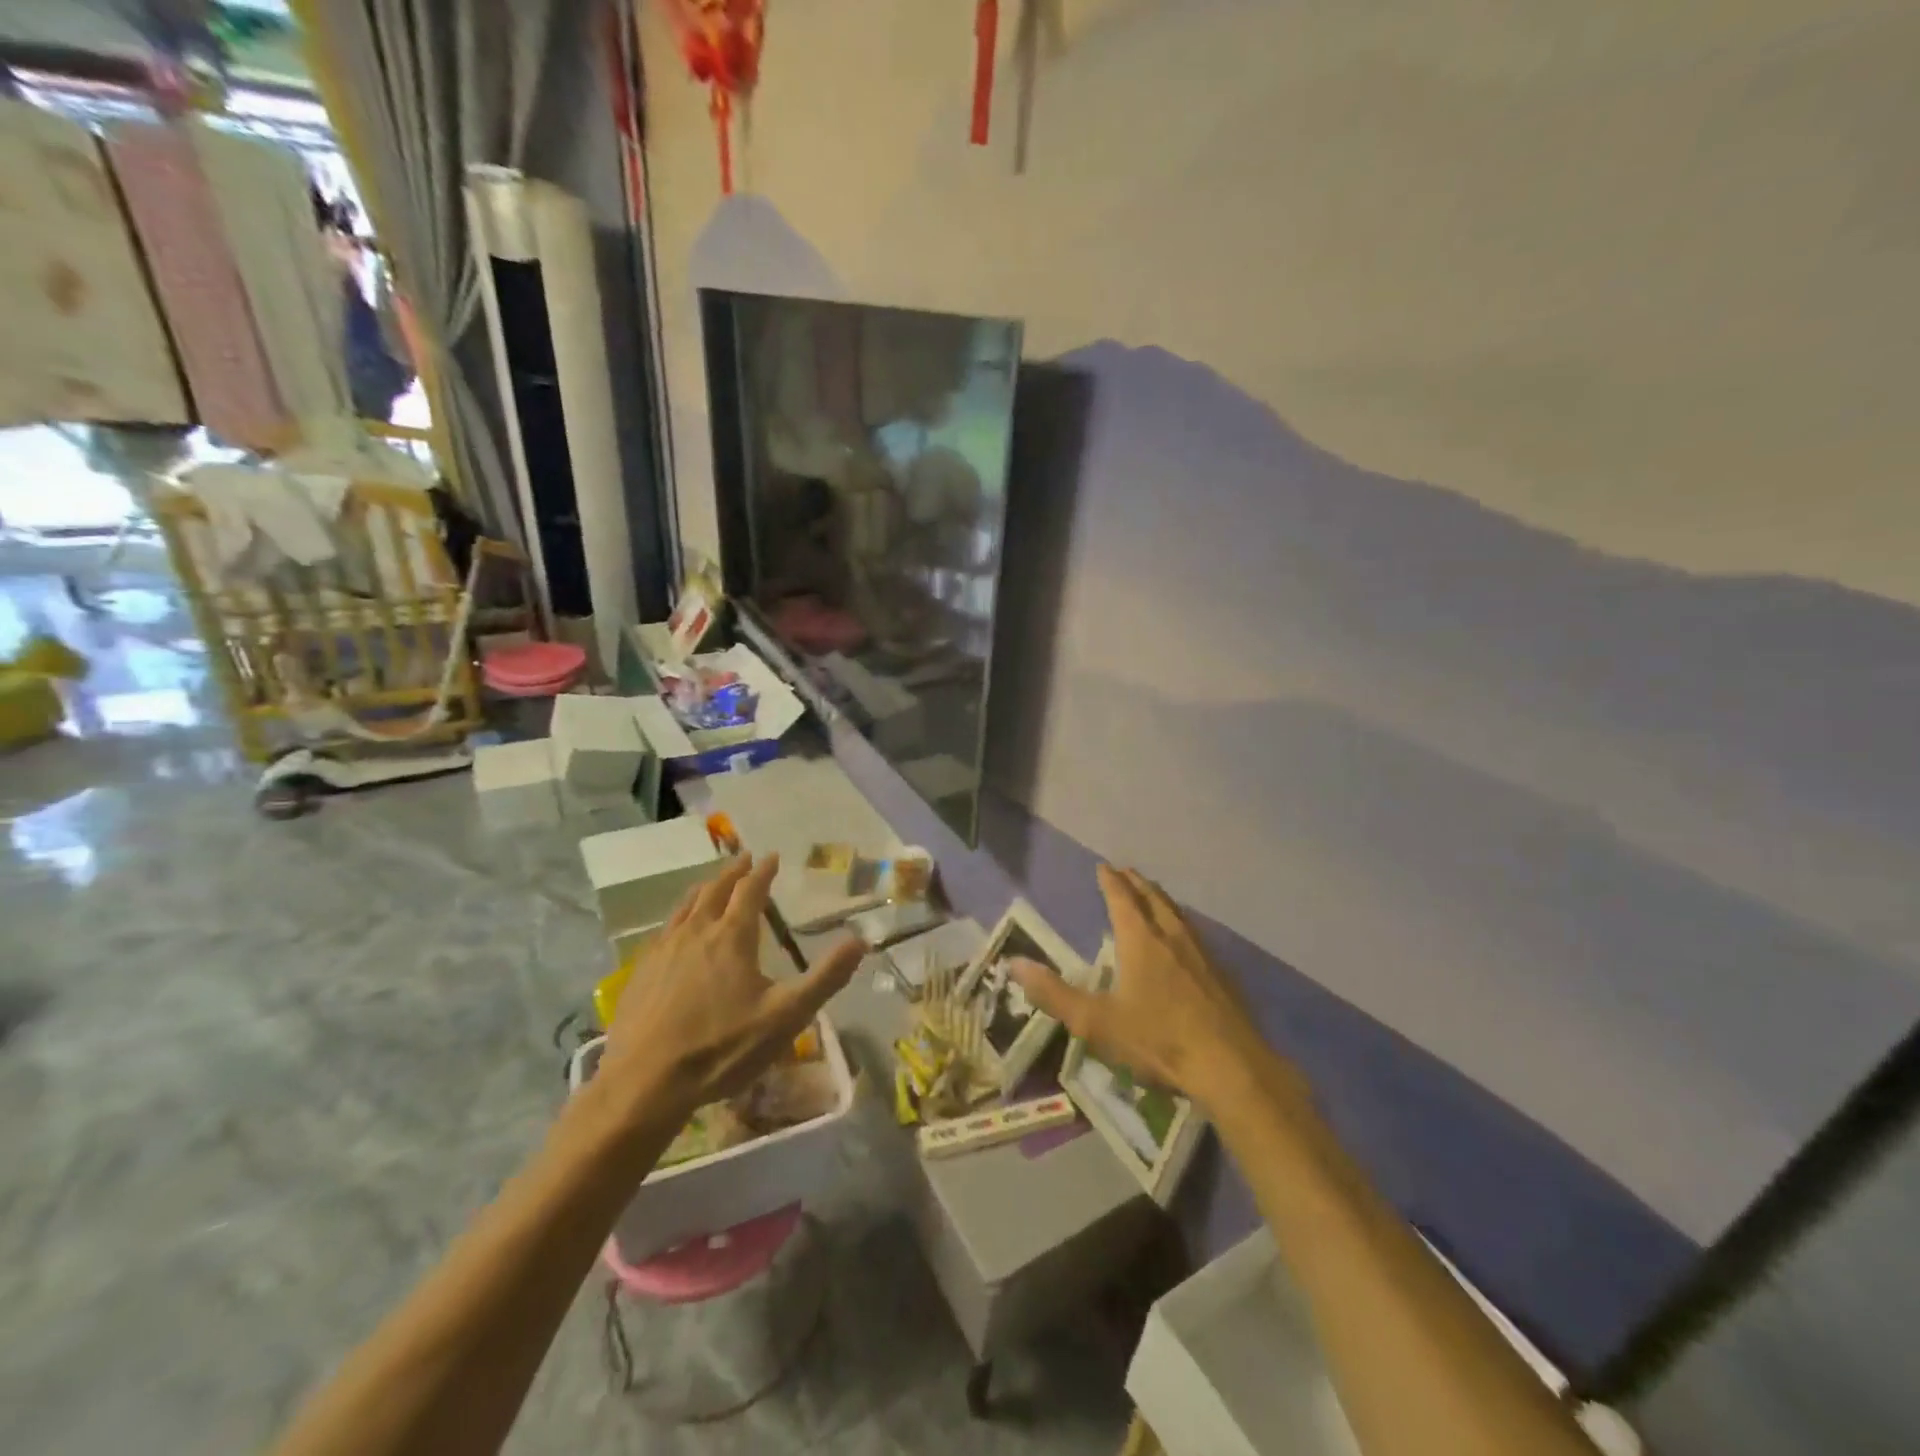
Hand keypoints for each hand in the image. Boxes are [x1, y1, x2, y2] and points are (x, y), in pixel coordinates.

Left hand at [597, 854, 863, 1126]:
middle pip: (715, 890)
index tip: (772, 856)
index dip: (763, 871)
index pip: (751, 890)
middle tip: (745, 859)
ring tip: (713, 884)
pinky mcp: (640, 971)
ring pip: (686, 906)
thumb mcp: (786, 1016)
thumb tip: (860, 941)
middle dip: (733, 872)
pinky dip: (680, 916)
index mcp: (732, 936)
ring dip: (704, 889)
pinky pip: (664, 929)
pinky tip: (678, 930)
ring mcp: (663, 950)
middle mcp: (696, 932)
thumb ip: (826, 977)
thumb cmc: (722, 1048)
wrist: (644, 1083)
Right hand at [1010, 864, 1304, 1113]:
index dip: (1110, 881)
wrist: (1230, 1066)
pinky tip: (1185, 938)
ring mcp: (1201, 953)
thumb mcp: (1096, 1022)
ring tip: (1153, 894)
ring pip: (1177, 913)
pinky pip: (1195, 933)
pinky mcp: (1221, 973)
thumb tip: (1014, 964)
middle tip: (1126, 872)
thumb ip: (1054, 994)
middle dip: (1136, 883)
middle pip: (1153, 898)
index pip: (1121, 899)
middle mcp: (1171, 936)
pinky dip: (1181, 922)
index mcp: (1140, 940)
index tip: (1103, 866)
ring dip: (1160, 898)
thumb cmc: (1158, 1040)